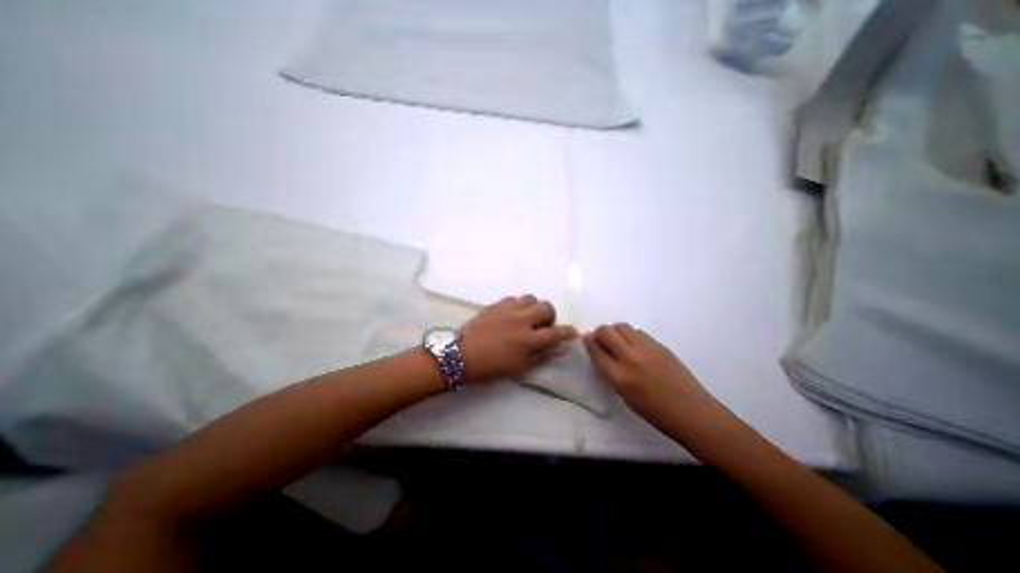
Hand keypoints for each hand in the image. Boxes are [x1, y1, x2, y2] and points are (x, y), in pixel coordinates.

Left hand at [458, 295, 575, 384]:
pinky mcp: (495, 305)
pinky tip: (512, 315)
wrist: (460, 356)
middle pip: (546, 307)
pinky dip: (518, 305)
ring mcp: (507, 310)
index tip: (572, 332)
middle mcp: (521, 320)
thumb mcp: (519, 367)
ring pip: (530, 298)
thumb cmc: (491, 367)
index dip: (568, 332)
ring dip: (534, 308)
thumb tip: (559, 349)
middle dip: (550, 316)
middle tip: (543, 325)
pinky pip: (513, 298)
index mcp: (528, 340)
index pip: (556, 332)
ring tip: (527, 317)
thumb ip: (542, 356)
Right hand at [582, 322, 714, 425]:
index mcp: (620, 377)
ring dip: (614, 331)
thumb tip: (601, 354)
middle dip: (599, 332)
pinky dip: (630, 334)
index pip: (596, 350)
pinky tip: (633, 344)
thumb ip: (611, 373)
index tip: (586, 339)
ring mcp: (647, 349)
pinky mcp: (660, 345)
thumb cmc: (655, 412)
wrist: (692, 412)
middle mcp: (631, 358)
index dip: (588, 342)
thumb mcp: (625, 396)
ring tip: (617, 341)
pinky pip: (638, 332)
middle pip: (606, 332)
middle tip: (600, 338)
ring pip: (622, 327)